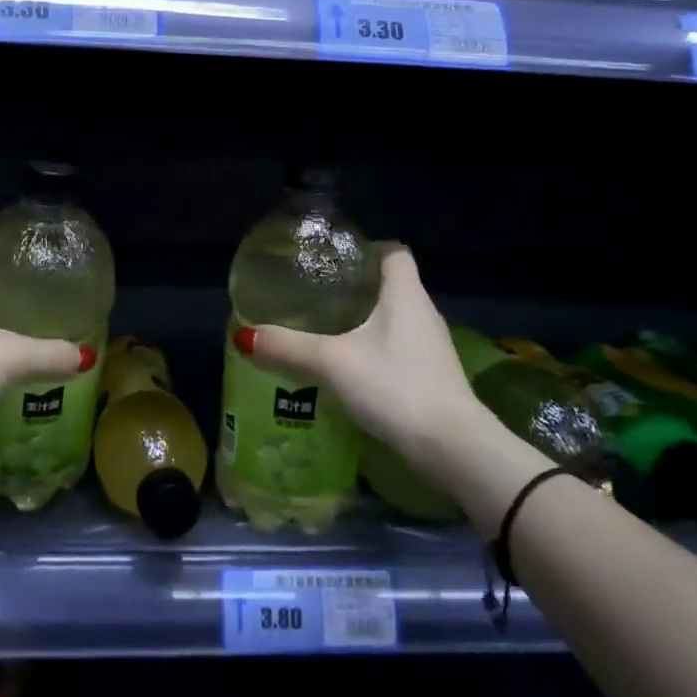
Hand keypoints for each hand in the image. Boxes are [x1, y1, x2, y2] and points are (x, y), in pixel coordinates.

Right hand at [240, 244, 504, 478]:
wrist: (452, 447)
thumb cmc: (395, 387)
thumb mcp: (333, 363)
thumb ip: (288, 347)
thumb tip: (244, 335)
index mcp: (405, 294)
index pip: (394, 252)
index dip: (367, 249)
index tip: (336, 260)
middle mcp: (424, 313)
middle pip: (392, 285)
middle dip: (358, 287)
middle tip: (318, 295)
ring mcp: (432, 347)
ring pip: (396, 319)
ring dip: (366, 320)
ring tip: (328, 329)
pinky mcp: (433, 375)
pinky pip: (401, 347)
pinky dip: (377, 349)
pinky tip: (351, 367)